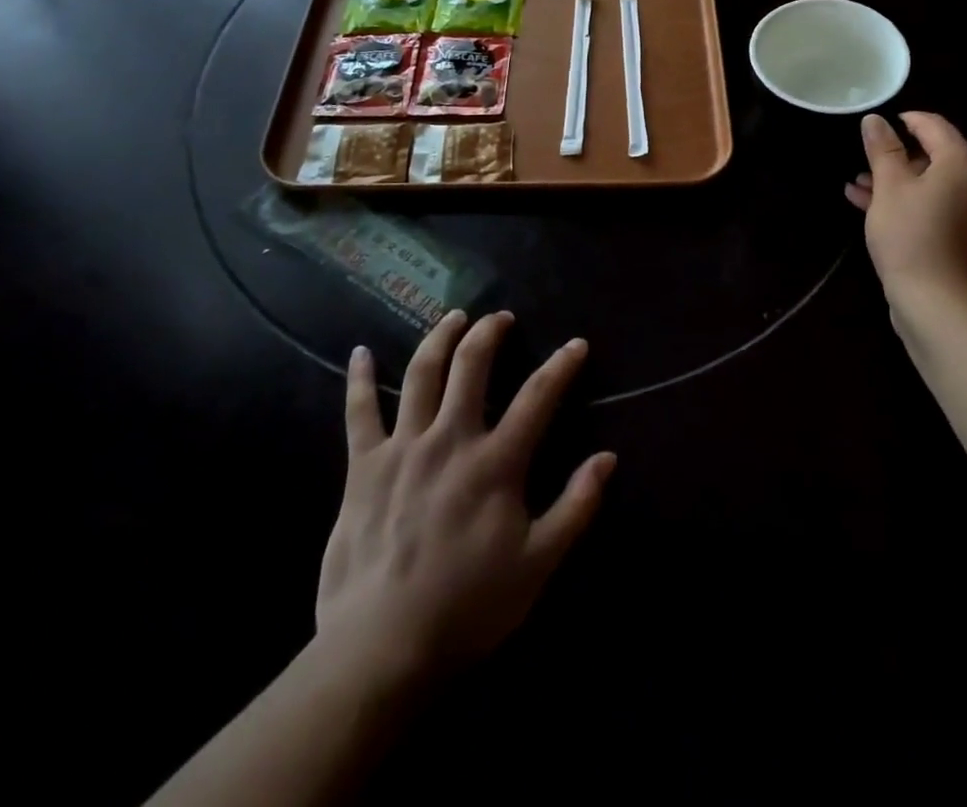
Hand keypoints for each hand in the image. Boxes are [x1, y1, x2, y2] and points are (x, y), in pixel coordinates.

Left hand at [314, 310, 614, 689]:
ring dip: (439, 338)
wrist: (381, 648)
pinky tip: (359, 352)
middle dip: (490, 333)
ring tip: (453, 317)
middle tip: (501, 317)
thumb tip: (608, 458)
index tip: (576, 345)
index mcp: (496, 462)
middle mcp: (451, 439)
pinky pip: (359, 412)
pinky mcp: (364, 467)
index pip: (538, 396)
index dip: (562, 365)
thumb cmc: (467, 607)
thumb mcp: (538, 564)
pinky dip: (358, 378)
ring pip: (421, 374)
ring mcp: (403, 448)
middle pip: (472, 366)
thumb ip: (576, 507)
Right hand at [845, 112, 966, 310]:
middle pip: (936, 156)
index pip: (934, 126)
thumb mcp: (889, 186)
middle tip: (864, 163)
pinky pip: (939, 208)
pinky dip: (911, 204)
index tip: (878, 128)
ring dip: (898, 182)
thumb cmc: (909, 234)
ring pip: (934, 185)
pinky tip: (873, 209)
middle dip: (897, 157)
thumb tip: (875, 119)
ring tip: (859, 188)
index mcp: (963, 163)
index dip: (905, 121)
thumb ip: (883, 148)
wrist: (935, 302)